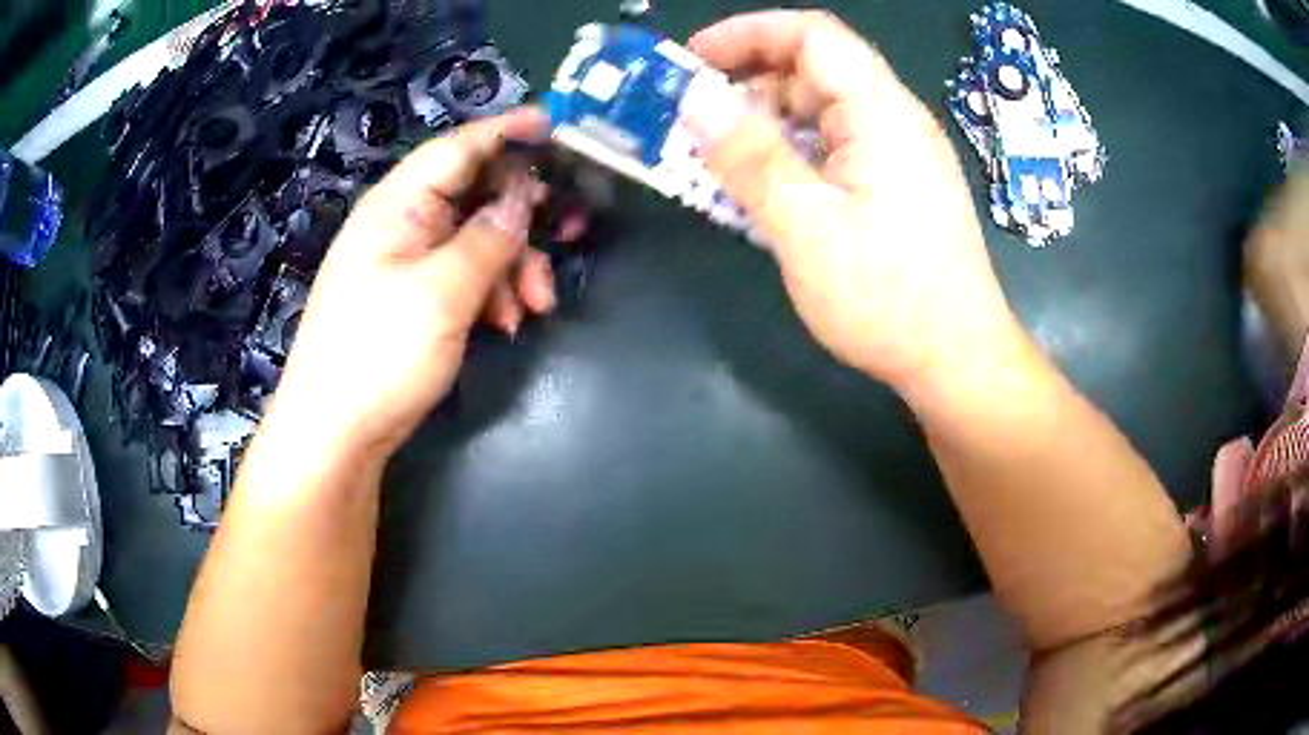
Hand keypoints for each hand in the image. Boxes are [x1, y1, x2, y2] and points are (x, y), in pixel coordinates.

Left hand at [269, 109, 556, 454]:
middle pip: (475, 195)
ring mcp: (406, 264)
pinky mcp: (413, 299)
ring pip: (476, 241)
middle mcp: (402, 225)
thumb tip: (522, 201)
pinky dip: (491, 293)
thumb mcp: (441, 293)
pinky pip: (463, 277)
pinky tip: (505, 324)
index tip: (556, 124)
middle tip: (571, 232)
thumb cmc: (378, 355)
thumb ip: (488, 240)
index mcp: (398, 206)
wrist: (335, 433)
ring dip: (513, 266)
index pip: (458, 148)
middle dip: (522, 217)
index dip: (507, 131)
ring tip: (534, 307)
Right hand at [685, 11, 1025, 393]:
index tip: (691, 60)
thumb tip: (695, 97)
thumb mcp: (807, 227)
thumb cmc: (889, 297)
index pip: (812, 35)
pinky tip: (764, 186)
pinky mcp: (895, 184)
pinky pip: (833, 147)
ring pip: (821, 111)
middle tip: (693, 118)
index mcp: (881, 112)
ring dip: (765, 122)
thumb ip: (749, 156)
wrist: (957, 359)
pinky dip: (791, 152)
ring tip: (717, 157)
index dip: (747, 33)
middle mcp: (893, 119)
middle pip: (814, 69)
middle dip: (748, 81)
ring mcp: (897, 154)